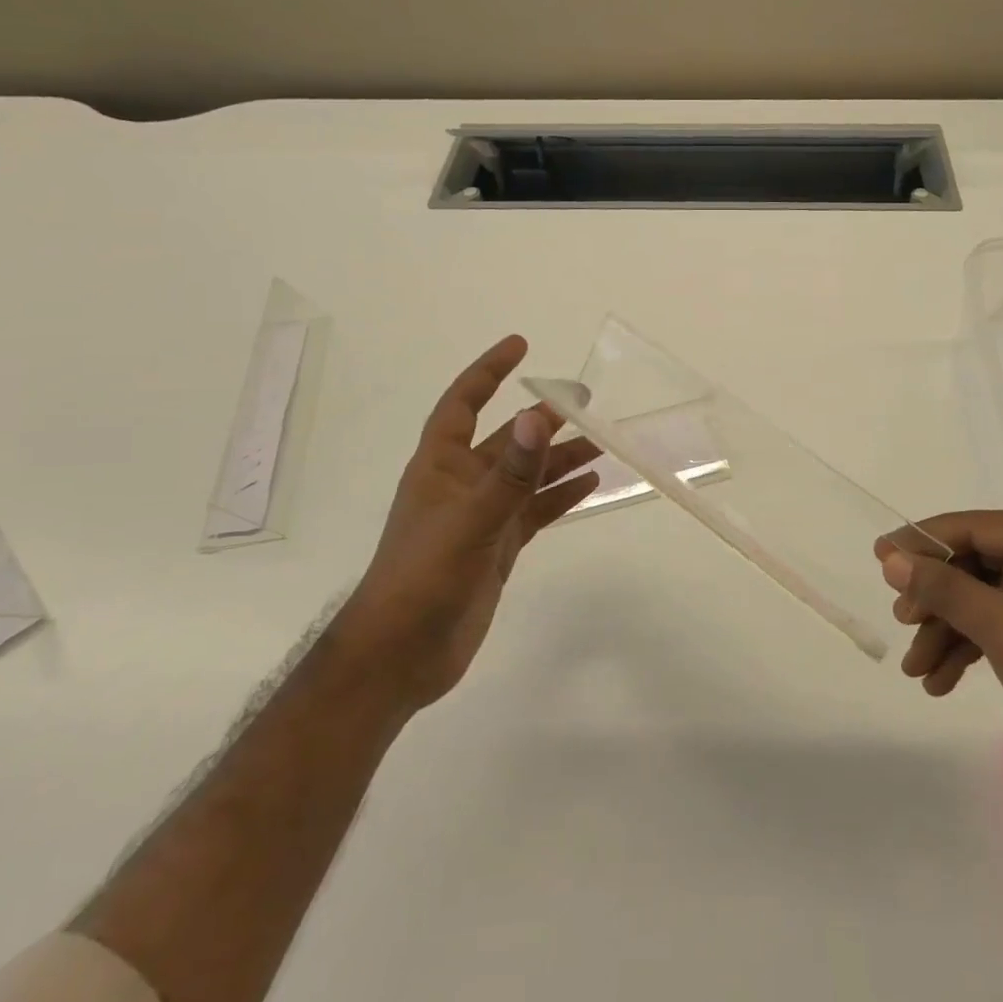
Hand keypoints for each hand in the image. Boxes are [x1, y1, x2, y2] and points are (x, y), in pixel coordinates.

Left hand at [340, 336, 600, 714]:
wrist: (402, 656)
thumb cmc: (424, 578)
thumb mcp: (471, 521)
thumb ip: (510, 473)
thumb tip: (539, 417)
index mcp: (440, 467)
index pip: (463, 404)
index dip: (488, 372)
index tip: (520, 346)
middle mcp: (462, 484)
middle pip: (506, 439)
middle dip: (542, 417)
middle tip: (584, 399)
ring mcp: (482, 517)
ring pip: (527, 475)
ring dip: (559, 457)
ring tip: (600, 439)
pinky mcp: (498, 547)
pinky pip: (535, 510)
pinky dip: (560, 496)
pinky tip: (591, 484)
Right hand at [875, 512, 1002, 795]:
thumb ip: (945, 589)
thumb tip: (890, 559)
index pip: (975, 527)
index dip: (924, 541)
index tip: (880, 556)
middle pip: (973, 564)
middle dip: (935, 598)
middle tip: (903, 621)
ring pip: (978, 598)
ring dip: (944, 630)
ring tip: (915, 668)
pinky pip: (993, 624)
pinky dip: (965, 648)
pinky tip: (939, 680)